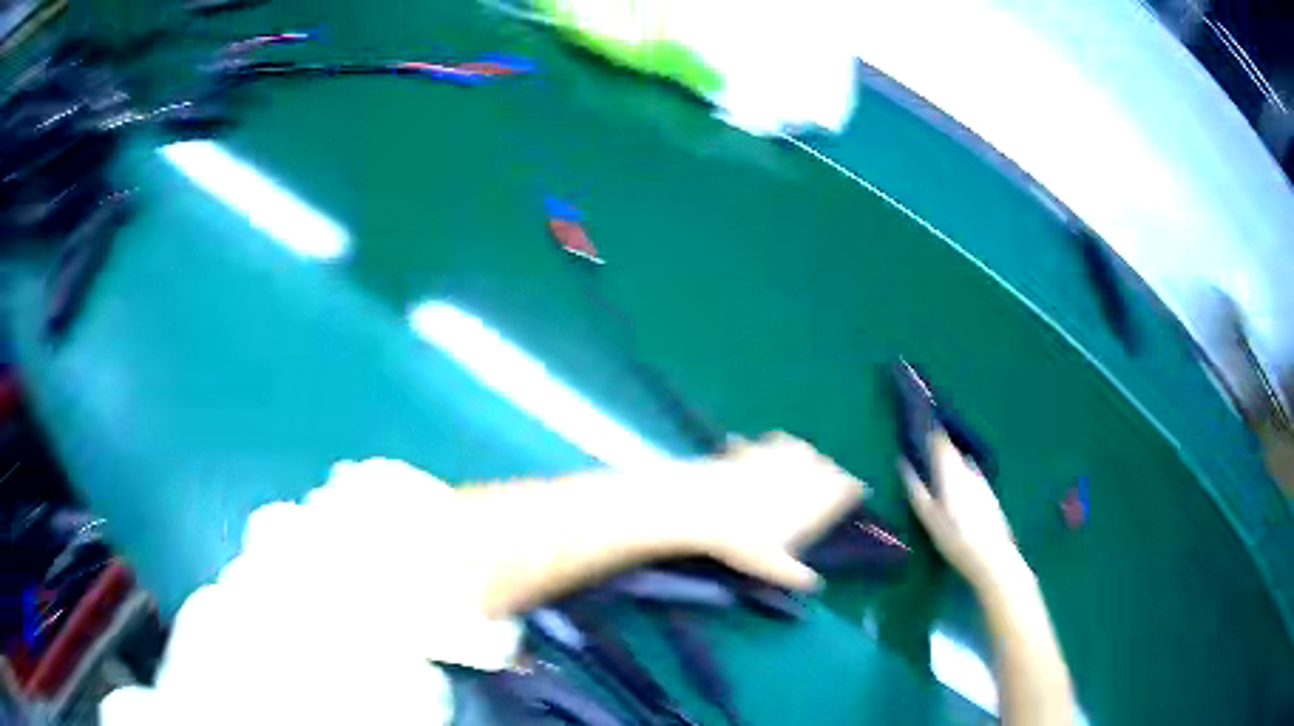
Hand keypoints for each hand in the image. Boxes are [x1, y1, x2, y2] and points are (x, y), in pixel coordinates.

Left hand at [679, 433, 864, 589]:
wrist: (703, 507)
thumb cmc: (743, 541)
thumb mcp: (771, 566)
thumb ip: (795, 574)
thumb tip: (814, 585)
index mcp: (816, 499)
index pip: (847, 487)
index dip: (852, 490)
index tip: (856, 493)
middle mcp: (803, 473)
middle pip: (828, 467)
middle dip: (831, 474)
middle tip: (829, 483)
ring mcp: (778, 456)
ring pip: (804, 450)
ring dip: (807, 457)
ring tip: (804, 464)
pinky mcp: (752, 448)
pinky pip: (773, 442)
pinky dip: (776, 446)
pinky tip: (767, 452)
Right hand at [902, 430, 1023, 589]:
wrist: (992, 556)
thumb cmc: (955, 538)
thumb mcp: (929, 517)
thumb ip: (916, 489)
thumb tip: (903, 463)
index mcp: (952, 473)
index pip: (941, 444)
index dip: (931, 434)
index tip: (921, 428)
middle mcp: (968, 471)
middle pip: (953, 453)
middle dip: (941, 449)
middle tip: (927, 450)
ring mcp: (981, 482)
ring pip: (964, 465)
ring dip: (952, 463)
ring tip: (941, 471)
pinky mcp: (989, 494)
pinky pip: (973, 477)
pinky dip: (963, 476)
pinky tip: (959, 491)